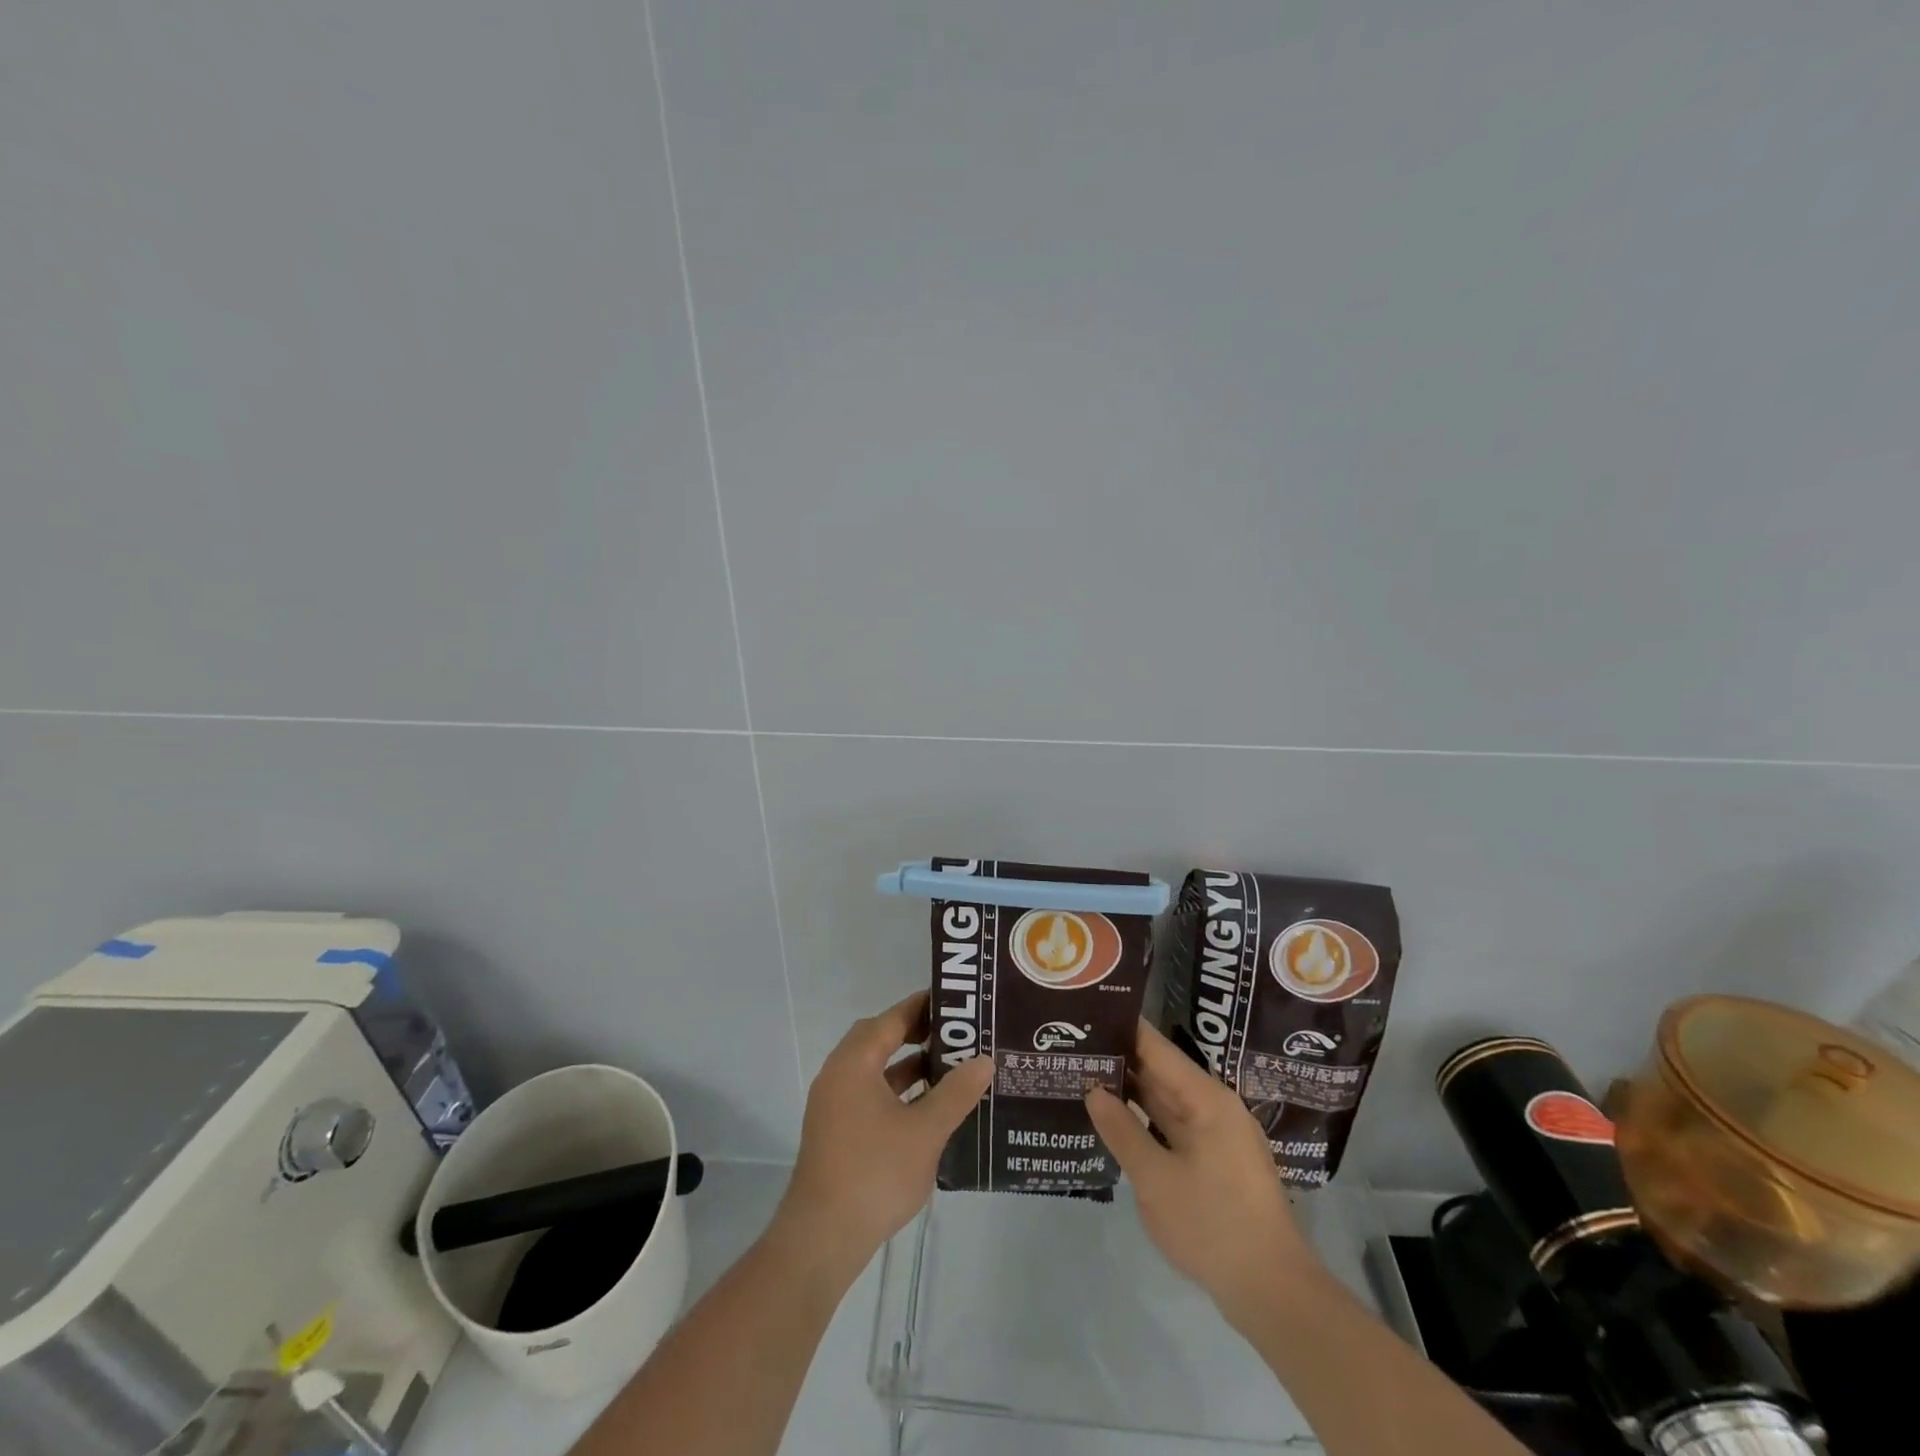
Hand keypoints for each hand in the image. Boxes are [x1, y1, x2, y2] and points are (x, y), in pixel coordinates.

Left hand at [773, 992, 993, 1280]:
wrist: (822, 1239)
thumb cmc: (875, 1173)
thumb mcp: (925, 1131)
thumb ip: (956, 1092)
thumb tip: (984, 1060)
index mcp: (854, 1063)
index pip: (891, 1019)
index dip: (922, 1007)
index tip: (955, 1001)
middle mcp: (838, 1075)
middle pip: (878, 1039)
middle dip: (915, 1033)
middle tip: (954, 1034)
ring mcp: (833, 1105)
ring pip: (874, 1069)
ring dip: (906, 1065)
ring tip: (948, 1067)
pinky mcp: (835, 1132)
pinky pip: (869, 1094)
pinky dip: (896, 1091)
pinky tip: (926, 1108)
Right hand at [1085, 1020, 1321, 1329]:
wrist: (1272, 1292)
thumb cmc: (1213, 1225)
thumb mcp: (1155, 1179)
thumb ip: (1121, 1130)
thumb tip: (1093, 1090)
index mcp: (1206, 1099)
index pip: (1156, 1047)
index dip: (1122, 1028)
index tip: (1086, 1014)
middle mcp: (1214, 1107)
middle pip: (1161, 1071)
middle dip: (1119, 1060)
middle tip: (1074, 1046)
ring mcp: (1217, 1136)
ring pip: (1166, 1101)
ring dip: (1130, 1092)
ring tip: (1084, 1076)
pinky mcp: (1216, 1163)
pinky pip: (1174, 1127)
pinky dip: (1145, 1121)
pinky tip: (1115, 1121)